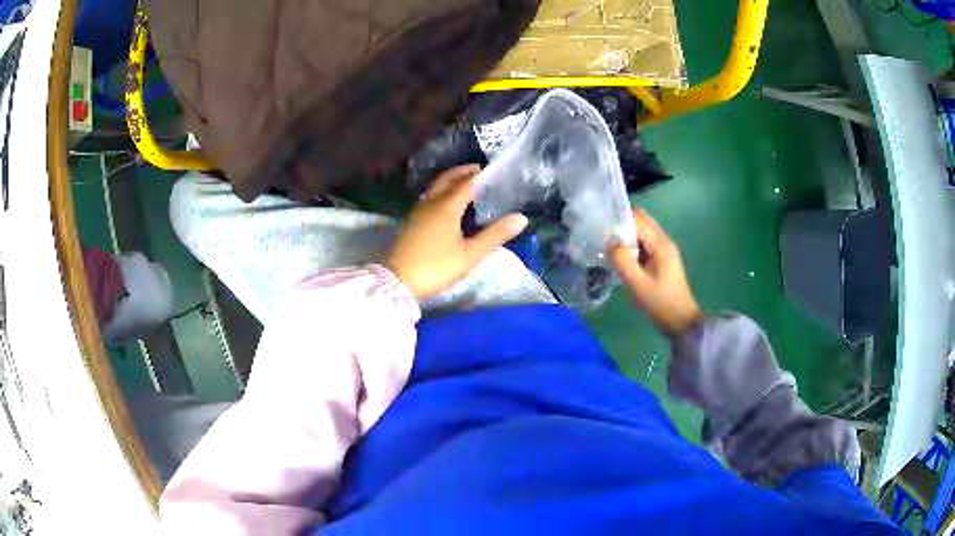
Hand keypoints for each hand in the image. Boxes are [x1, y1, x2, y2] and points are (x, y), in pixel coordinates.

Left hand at [386, 165, 527, 299]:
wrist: (398, 280)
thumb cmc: (437, 267)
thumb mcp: (470, 254)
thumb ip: (495, 235)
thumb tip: (521, 218)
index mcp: (447, 206)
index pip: (467, 183)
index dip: (481, 175)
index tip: (495, 171)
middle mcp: (431, 202)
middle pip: (447, 178)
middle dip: (463, 172)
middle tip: (479, 170)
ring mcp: (419, 210)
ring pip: (436, 186)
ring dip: (451, 180)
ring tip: (466, 183)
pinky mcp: (412, 220)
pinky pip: (429, 196)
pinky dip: (442, 191)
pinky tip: (447, 203)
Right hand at [609, 209, 702, 338]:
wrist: (681, 322)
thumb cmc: (660, 303)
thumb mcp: (638, 284)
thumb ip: (623, 261)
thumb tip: (608, 241)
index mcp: (661, 244)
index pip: (638, 218)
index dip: (619, 219)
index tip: (601, 228)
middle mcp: (664, 241)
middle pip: (641, 221)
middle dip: (622, 225)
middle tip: (603, 237)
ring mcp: (664, 250)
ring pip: (642, 232)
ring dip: (626, 236)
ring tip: (608, 247)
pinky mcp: (661, 259)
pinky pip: (644, 243)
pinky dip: (632, 246)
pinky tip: (620, 258)